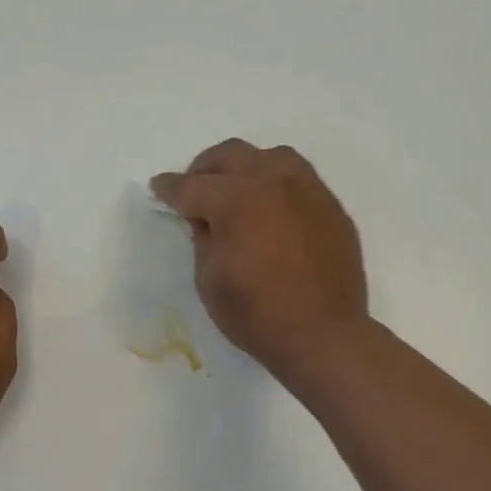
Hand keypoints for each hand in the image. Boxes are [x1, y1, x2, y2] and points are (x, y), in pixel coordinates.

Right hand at [150, 140, 367, 379]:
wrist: (323, 336)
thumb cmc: (257, 315)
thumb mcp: (209, 280)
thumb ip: (203, 239)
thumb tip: (206, 219)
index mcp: (238, 200)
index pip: (194, 186)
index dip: (170, 188)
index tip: (158, 187)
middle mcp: (275, 182)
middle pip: (232, 155)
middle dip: (205, 168)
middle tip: (193, 188)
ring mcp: (309, 191)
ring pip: (271, 157)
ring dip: (245, 167)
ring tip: (235, 190)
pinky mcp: (331, 208)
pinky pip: (300, 180)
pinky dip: (276, 185)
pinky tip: (270, 209)